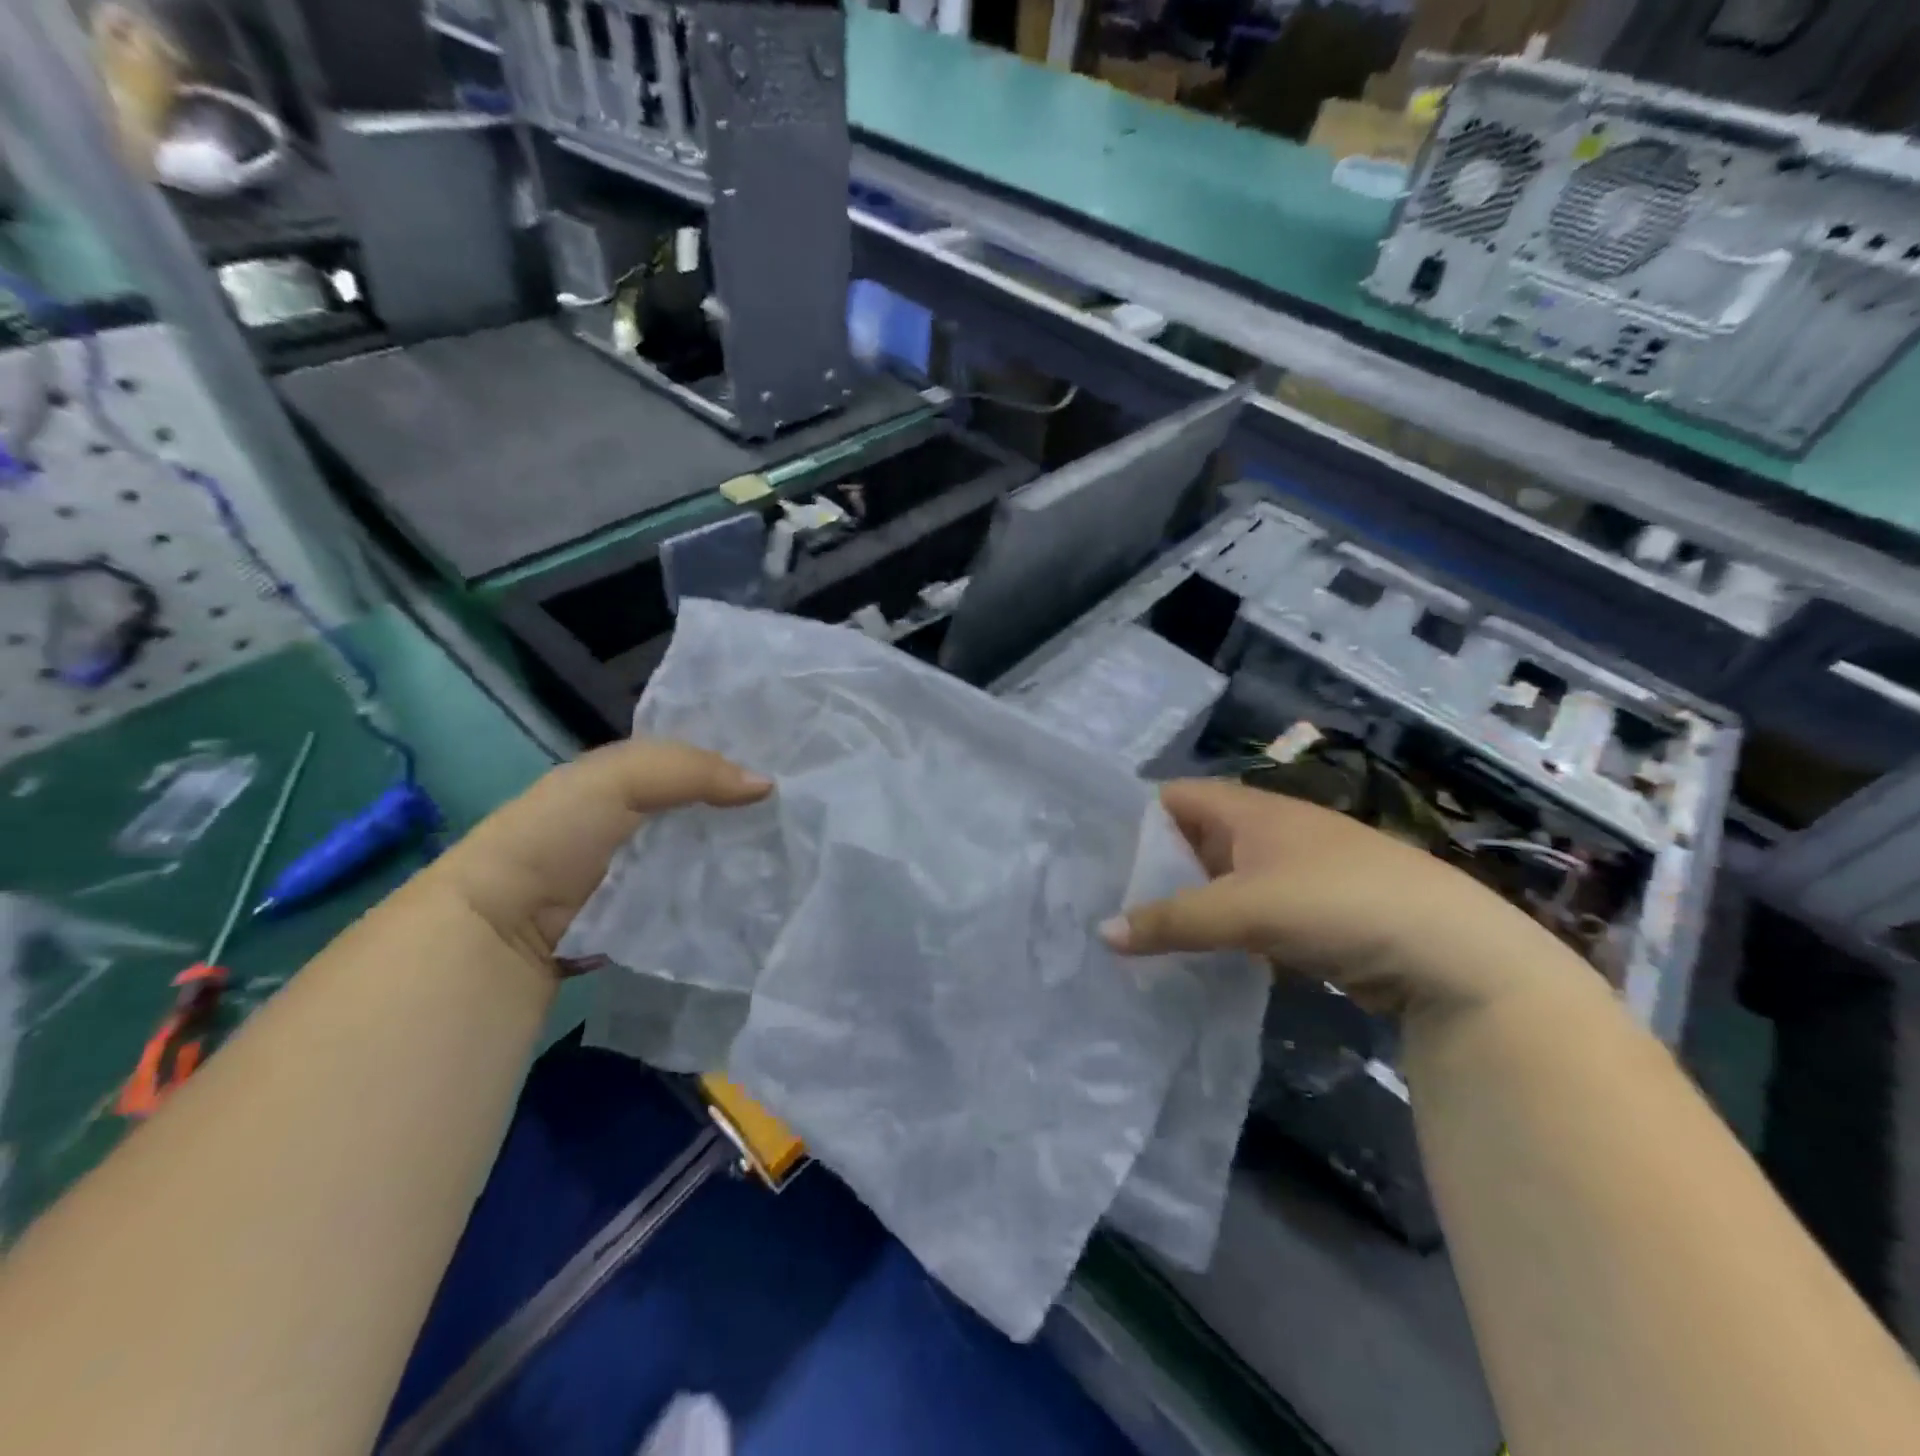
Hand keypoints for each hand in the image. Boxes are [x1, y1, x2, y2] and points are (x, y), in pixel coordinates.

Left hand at [421, 739, 771, 968]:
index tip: (796, 766)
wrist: (503, 925)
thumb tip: (769, 785)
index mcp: (632, 778)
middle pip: (713, 808)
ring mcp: (650, 870)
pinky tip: (768, 891)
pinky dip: (729, 894)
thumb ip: (692, 769)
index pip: (701, 760)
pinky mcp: (655, 913)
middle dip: (754, 810)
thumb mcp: (619, 779)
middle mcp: (644, 821)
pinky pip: (702, 897)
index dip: (743, 758)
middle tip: (809, 814)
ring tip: (802, 852)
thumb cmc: (558, 835)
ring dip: (747, 854)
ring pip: (712, 853)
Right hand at [1101, 779, 1581, 1017]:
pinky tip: (1190, 958)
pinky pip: (1244, 914)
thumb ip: (1173, 921)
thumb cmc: (1339, 902)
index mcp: (1248, 809)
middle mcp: (1265, 831)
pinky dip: (1217, 931)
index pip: (1172, 797)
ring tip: (1133, 934)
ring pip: (1217, 881)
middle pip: (1190, 840)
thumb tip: (1102, 933)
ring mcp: (1289, 873)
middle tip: (1101, 902)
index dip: (1132, 820)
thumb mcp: (1246, 909)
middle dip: (1150, 869)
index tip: (1092, 856)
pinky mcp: (1308, 914)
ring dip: (1184, 904)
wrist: (1454, 953)